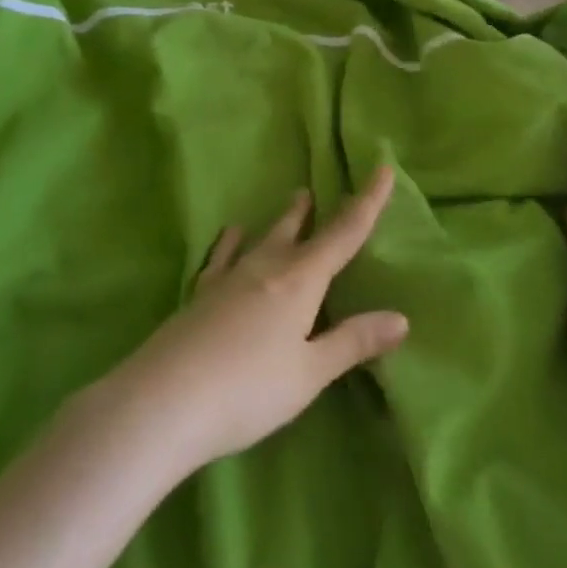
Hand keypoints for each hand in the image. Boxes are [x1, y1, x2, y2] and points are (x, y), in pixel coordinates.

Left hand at [103, 167, 408, 478]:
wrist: (166, 398)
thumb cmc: (249, 389)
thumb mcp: (309, 373)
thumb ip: (353, 342)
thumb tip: (401, 317)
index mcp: (300, 280)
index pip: (344, 234)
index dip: (367, 202)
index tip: (383, 168)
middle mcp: (266, 266)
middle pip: (297, 230)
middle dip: (314, 211)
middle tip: (321, 189)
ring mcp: (229, 277)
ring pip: (263, 237)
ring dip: (282, 220)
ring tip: (293, 201)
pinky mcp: (201, 293)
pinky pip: (224, 256)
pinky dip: (232, 242)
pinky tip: (231, 234)